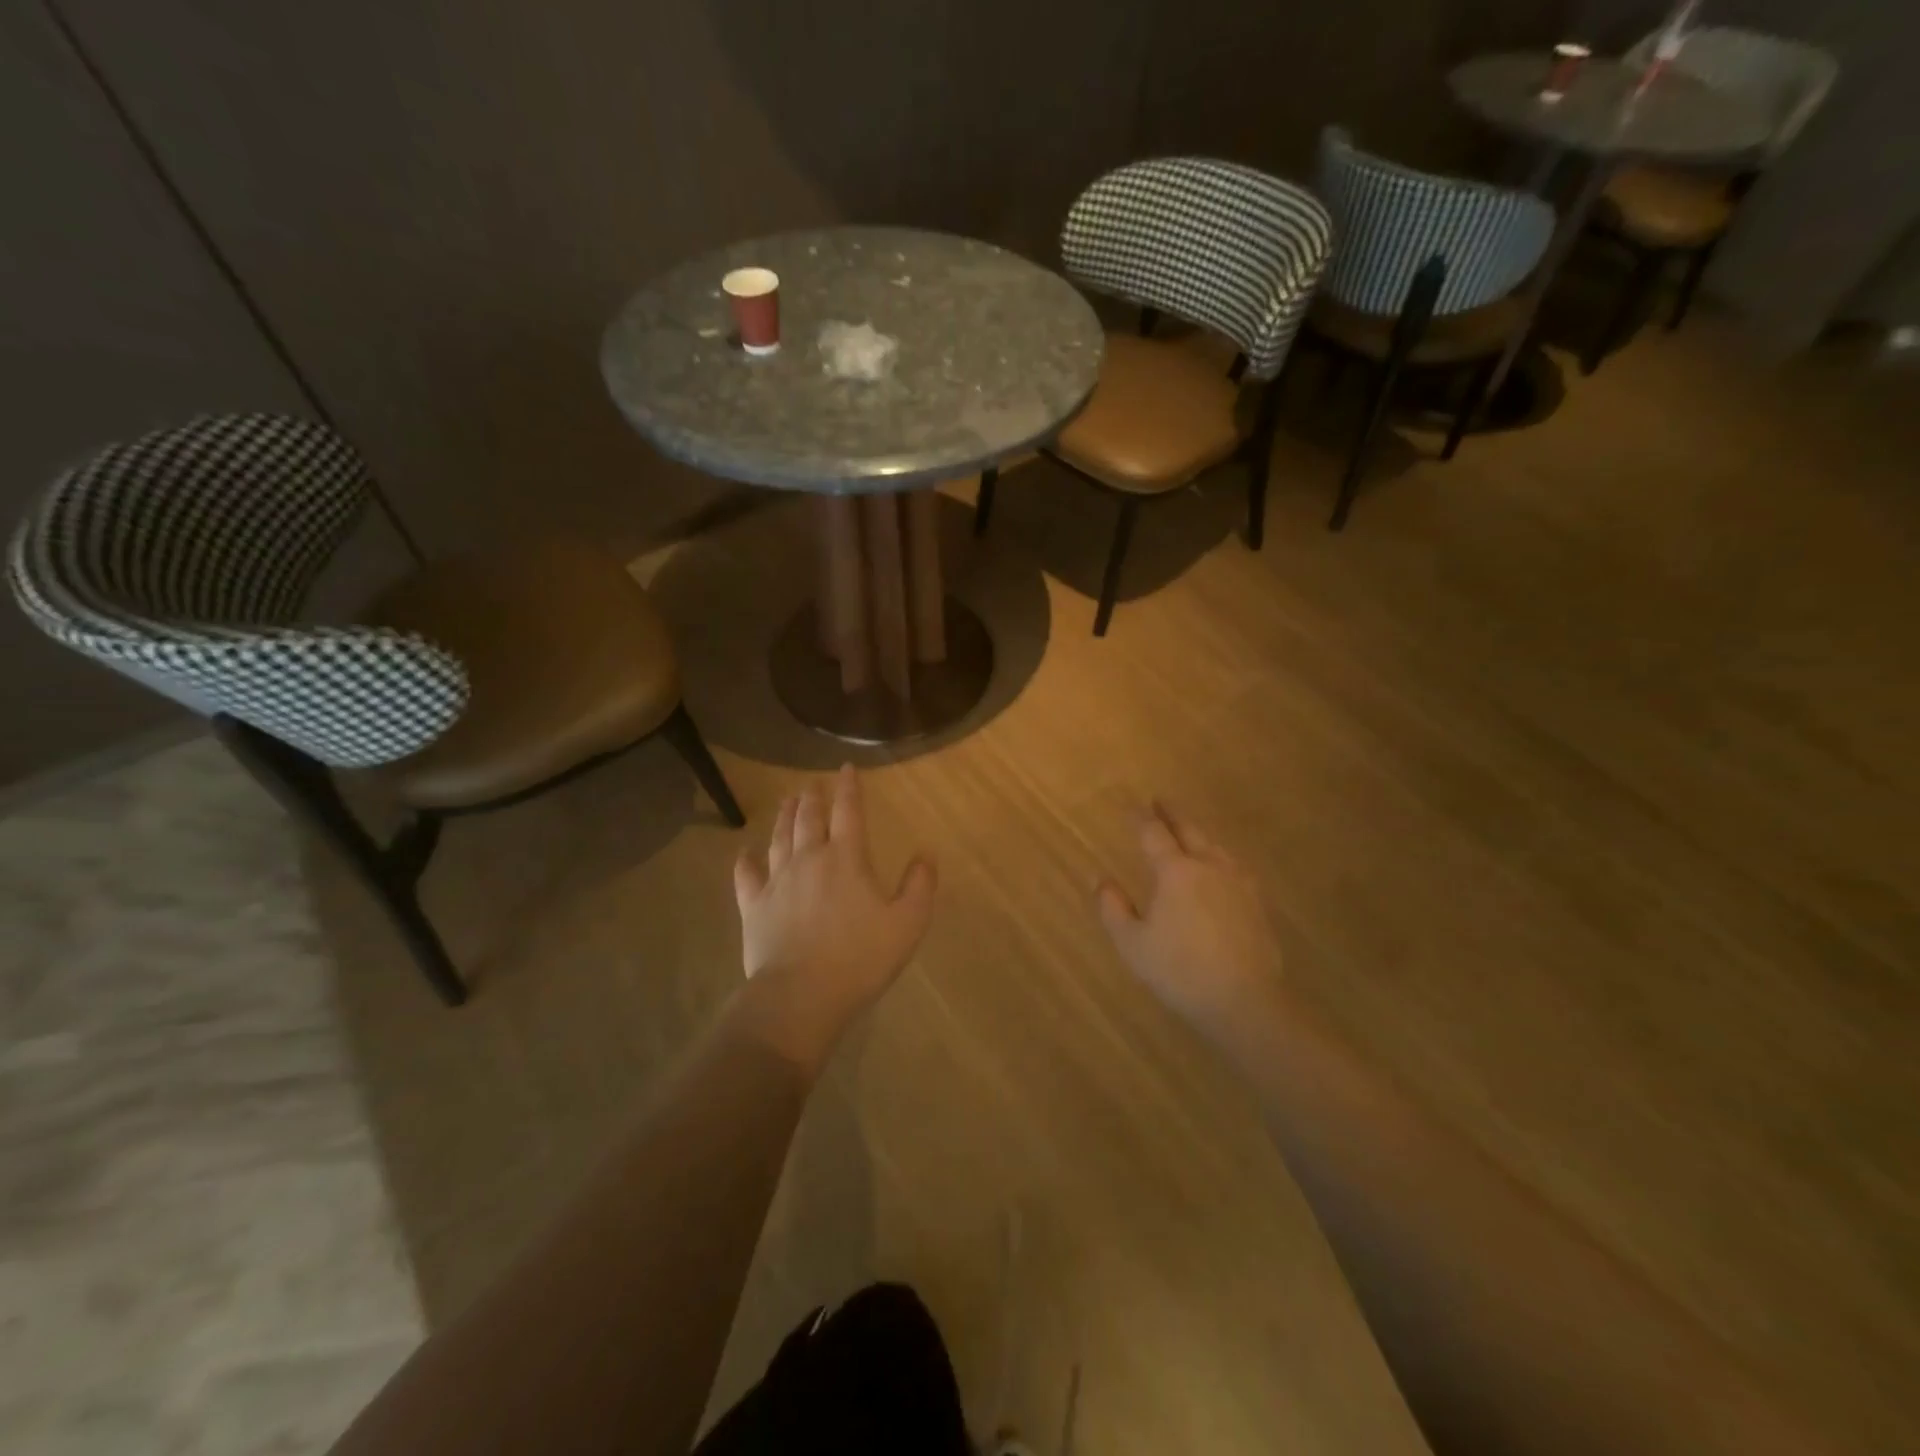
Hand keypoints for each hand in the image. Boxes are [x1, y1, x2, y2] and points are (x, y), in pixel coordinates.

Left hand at [732, 766, 937, 1069]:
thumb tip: (925, 854)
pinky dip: (746, 860)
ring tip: (788, 801)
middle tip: (813, 784)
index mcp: (847, 858)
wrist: (801, 995)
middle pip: (809, 818)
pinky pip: (746, 875)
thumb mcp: (908, 923)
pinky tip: (745, 853)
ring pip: (779, 837)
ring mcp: (777, 881)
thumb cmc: (861, 958)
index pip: (849, 811)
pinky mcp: (753, 906)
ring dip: (785, 816)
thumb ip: (920, 885)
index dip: (848, 787)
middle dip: (813, 797)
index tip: (846, 769)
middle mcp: (809, 859)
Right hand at [1095, 802, 1282, 1040]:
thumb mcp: (1132, 943)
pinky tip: (1221, 869)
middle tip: (1160, 802)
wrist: (1244, 1001)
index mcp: (1175, 872)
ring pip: (1216, 846)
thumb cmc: (1179, 971)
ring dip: (1198, 833)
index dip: (1140, 818)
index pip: (1153, 834)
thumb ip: (1113, 908)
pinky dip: (1220, 857)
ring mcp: (1238, 883)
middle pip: (1189, 830)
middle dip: (1172, 814)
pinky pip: (1234, 867)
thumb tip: (1100, 879)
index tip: (1130, 807)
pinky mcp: (1257, 903)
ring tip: (1189, 831)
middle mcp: (1209, 867)